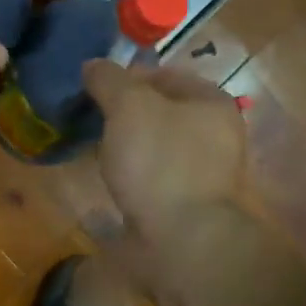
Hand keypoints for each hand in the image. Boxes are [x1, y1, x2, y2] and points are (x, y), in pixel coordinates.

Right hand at [81, 59, 245, 252]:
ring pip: (156, 144)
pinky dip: (132, 172)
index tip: (93, 89)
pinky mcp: (186, 202)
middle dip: (124, 112)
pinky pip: (153, 175)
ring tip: (95, 147)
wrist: (181, 240)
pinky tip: (112, 178)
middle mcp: (215, 133)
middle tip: (90, 117)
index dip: (126, 76)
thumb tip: (93, 66)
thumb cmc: (159, 162)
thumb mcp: (128, 107)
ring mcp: (204, 171)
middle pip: (160, 110)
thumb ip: (109, 80)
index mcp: (211, 101)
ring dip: (126, 143)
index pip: (163, 73)